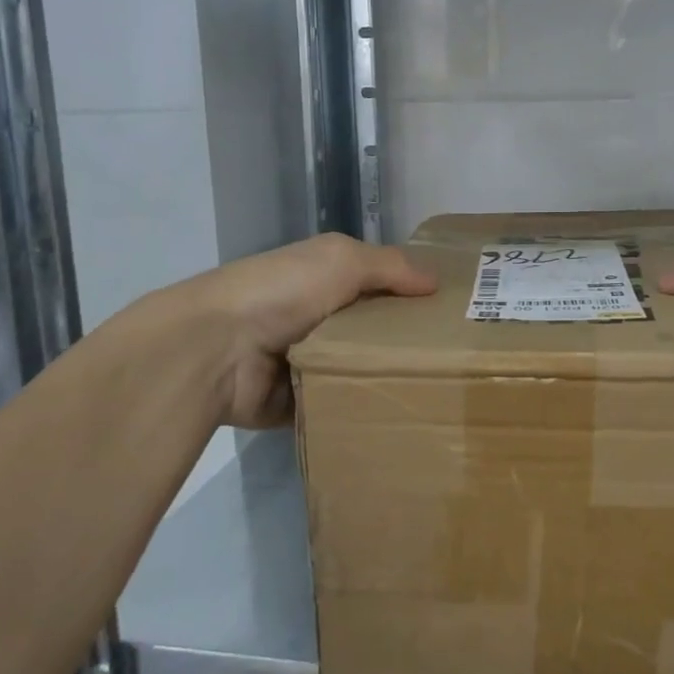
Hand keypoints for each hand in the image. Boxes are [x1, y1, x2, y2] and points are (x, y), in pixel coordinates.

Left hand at [184, 233, 434, 426]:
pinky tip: (402, 414)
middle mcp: (319, 316)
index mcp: (326, 278)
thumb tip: (436, 282)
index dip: (414, 294)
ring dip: (388, 376)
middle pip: (376, 329)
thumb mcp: (342, 260)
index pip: (381, 284)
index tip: (457, 313)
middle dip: (408, 341)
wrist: (216, 349)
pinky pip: (341, 404)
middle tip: (457, 359)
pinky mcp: (300, 402)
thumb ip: (391, 267)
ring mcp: (308, 361)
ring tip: (440, 392)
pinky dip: (361, 407)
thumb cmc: (284, 291)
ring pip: (362, 369)